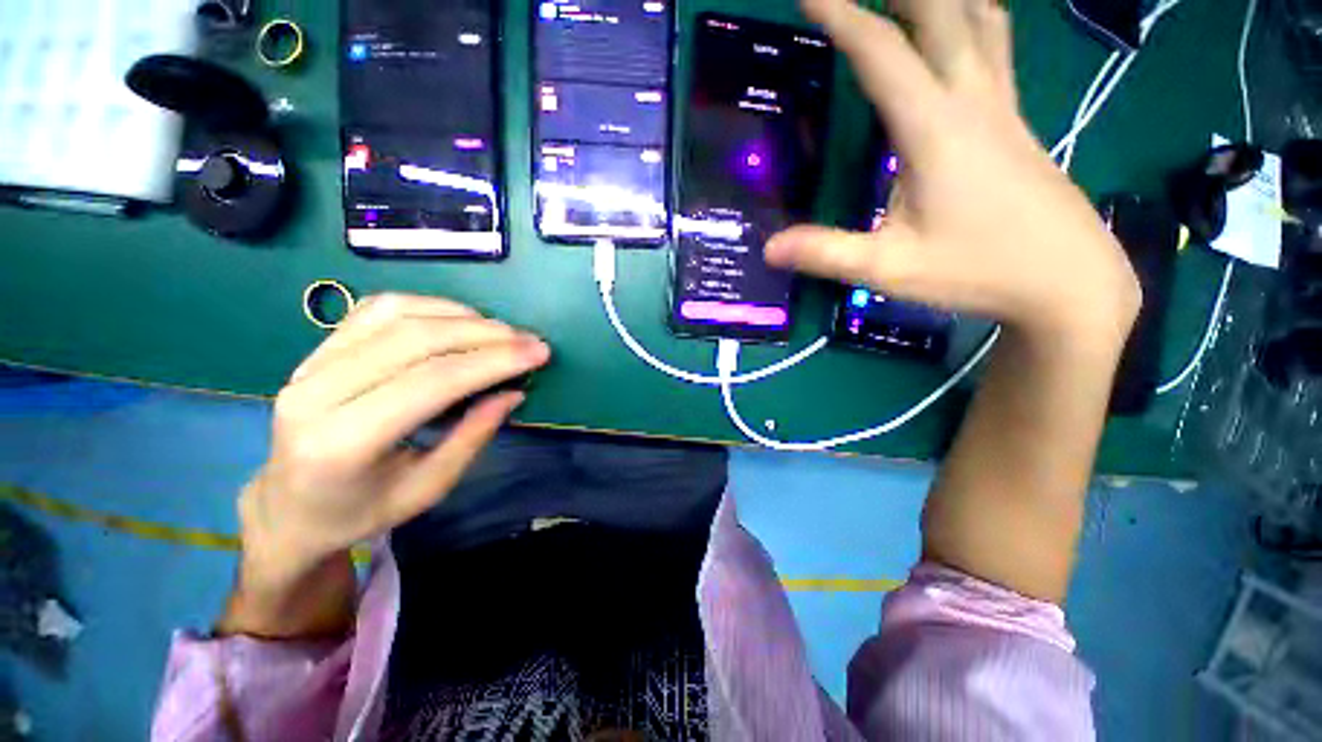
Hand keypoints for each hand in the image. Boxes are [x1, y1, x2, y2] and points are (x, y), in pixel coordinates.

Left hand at [238, 294, 550, 583]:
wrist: (288, 506)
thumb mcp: (429, 488)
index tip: (539, 353)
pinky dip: (429, 306)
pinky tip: (460, 319)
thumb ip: (473, 436)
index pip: (431, 381)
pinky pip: (378, 309)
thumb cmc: (362, 510)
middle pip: (415, 339)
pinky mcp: (317, 349)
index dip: (493, 361)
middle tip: (529, 340)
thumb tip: (514, 391)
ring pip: (397, 314)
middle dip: (485, 334)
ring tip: (502, 331)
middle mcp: (317, 392)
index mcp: (343, 442)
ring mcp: (310, 363)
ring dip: (461, 316)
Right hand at [767, 0, 1139, 346]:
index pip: (881, 51)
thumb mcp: (889, 269)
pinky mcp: (1015, 119)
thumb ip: (826, 254)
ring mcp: (1002, 104)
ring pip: (980, 16)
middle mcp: (972, 99)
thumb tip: (768, 248)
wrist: (1069, 280)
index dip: (840, 13)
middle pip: (941, 10)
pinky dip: (974, 16)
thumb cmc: (978, 271)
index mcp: (936, 128)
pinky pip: (995, 44)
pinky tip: (961, 23)